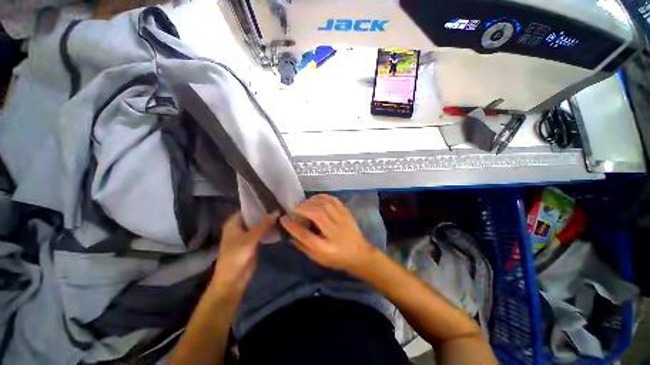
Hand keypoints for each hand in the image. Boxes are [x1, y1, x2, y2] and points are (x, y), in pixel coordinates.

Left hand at [210, 211, 278, 298]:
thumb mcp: (250, 238)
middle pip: (254, 216)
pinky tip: (279, 223)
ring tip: (282, 211)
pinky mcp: (253, 242)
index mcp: (234, 223)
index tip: (272, 198)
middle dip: (265, 212)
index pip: (247, 208)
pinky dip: (269, 229)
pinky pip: (262, 232)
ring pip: (259, 224)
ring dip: (268, 220)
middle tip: (280, 204)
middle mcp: (240, 226)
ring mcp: (247, 235)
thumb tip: (277, 211)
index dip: (258, 204)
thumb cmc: (236, 256)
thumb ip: (264, 225)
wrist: (233, 280)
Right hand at [280, 194, 374, 273]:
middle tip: (295, 209)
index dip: (292, 226)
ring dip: (311, 202)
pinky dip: (322, 197)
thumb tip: (291, 234)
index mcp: (326, 248)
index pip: (306, 235)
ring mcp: (342, 221)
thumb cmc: (337, 258)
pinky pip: (333, 200)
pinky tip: (316, 199)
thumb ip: (304, 246)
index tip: (283, 219)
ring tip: (304, 204)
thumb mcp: (318, 259)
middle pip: (316, 215)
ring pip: (325, 204)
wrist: (360, 254)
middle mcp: (334, 232)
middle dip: (302, 209)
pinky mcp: (346, 213)